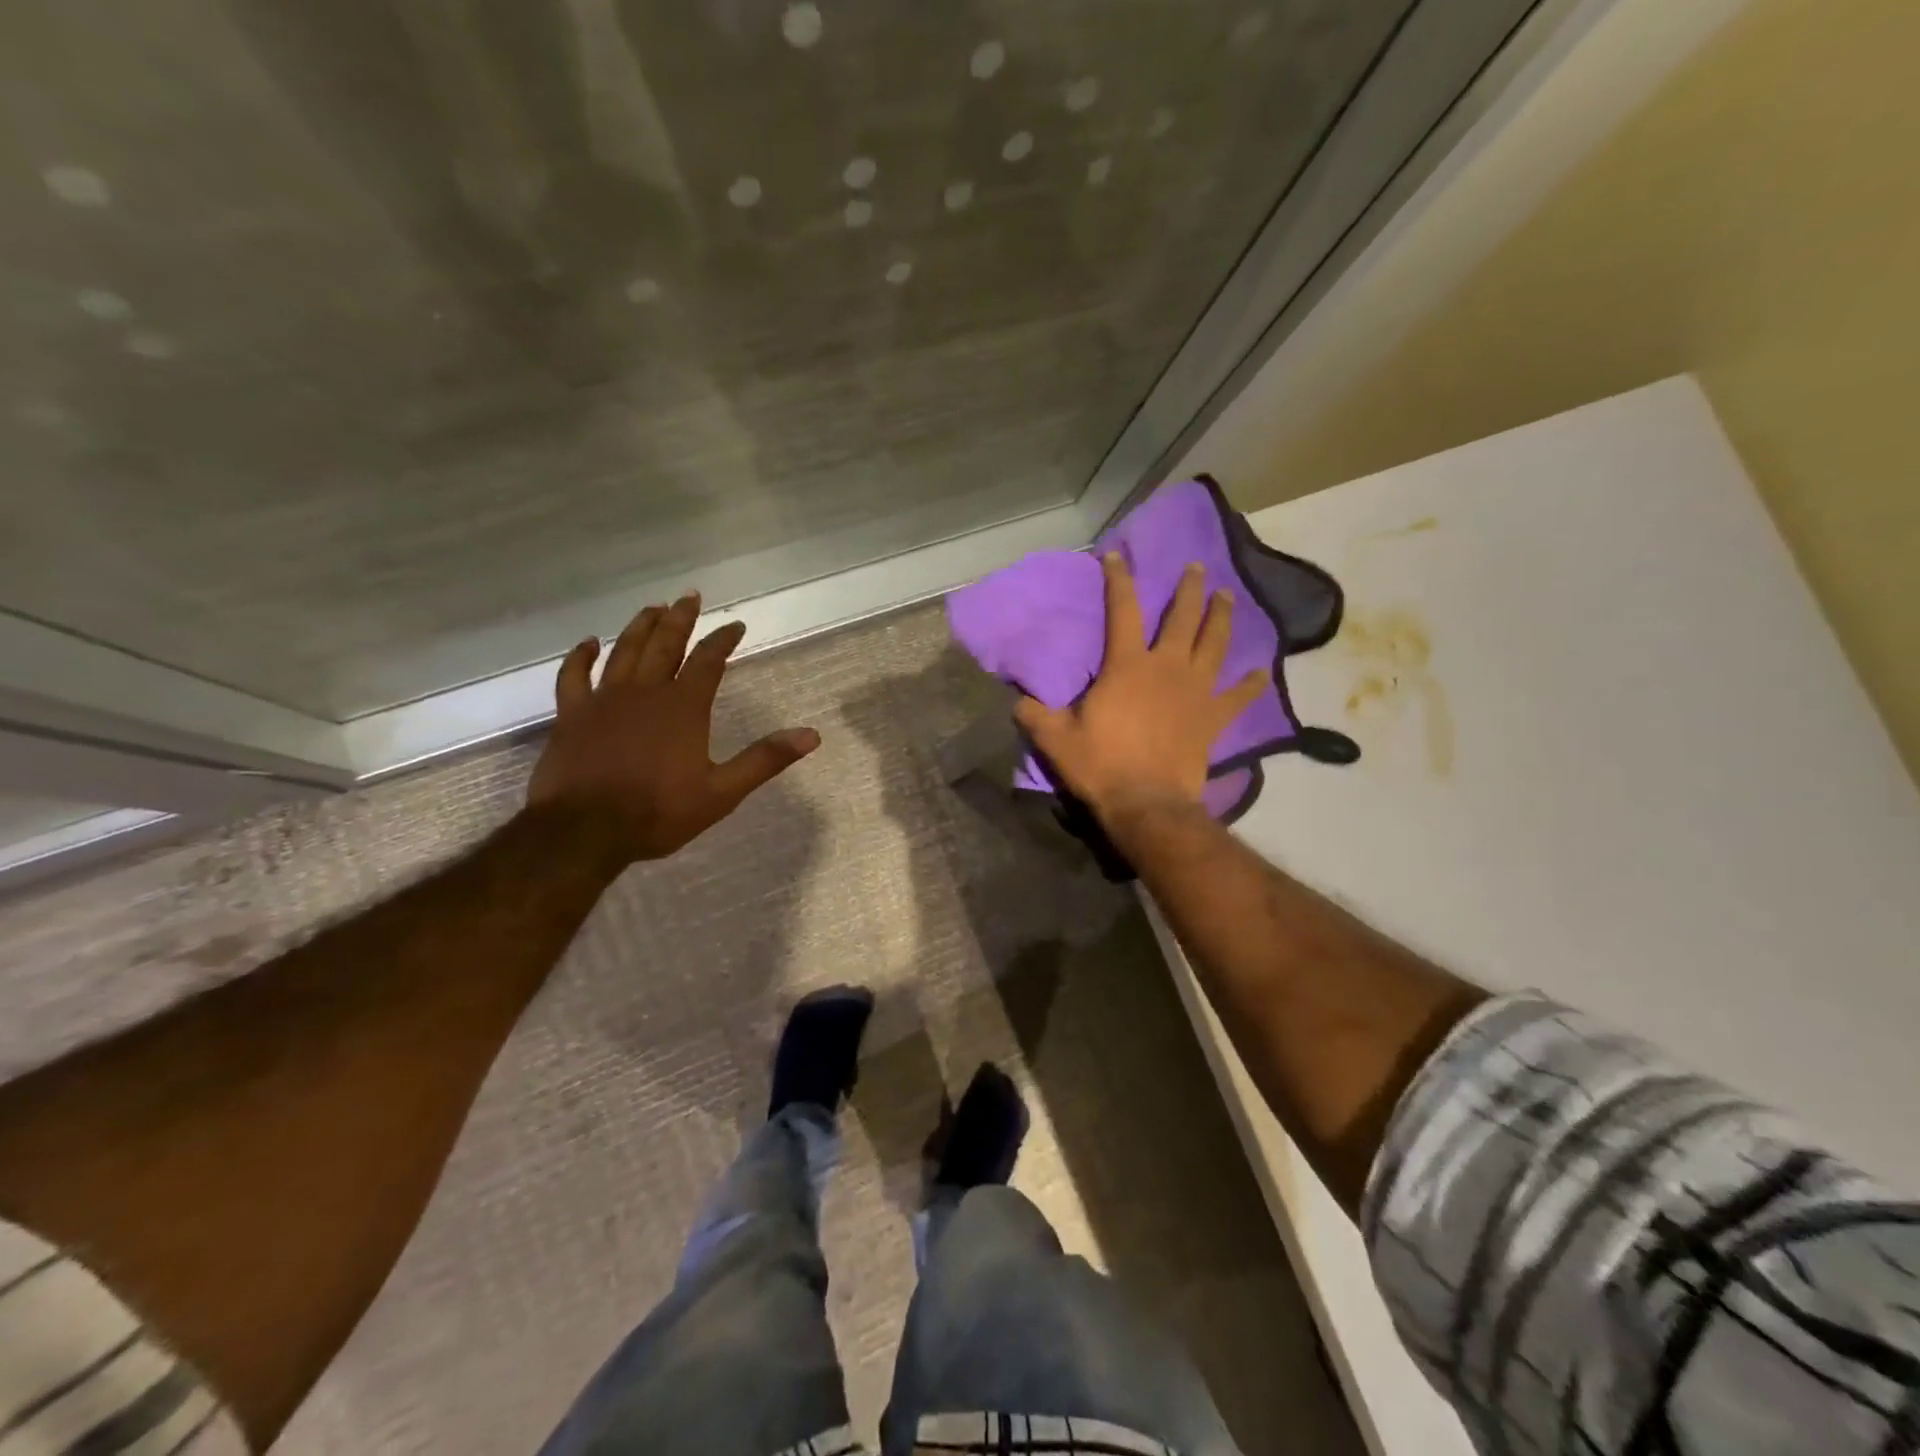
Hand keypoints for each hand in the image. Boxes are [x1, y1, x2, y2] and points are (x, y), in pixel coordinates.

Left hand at [526, 593, 820, 864]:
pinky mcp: (572, 714)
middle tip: (690, 596)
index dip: (723, 640)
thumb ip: (765, 759)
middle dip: (680, 619)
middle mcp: (645, 692)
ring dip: (640, 627)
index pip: (709, 661)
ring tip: (653, 608)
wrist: (585, 831)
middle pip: (665, 644)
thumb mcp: (722, 792)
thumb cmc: (658, 812)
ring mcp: (604, 700)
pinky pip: (574, 676)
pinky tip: (589, 643)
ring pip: (624, 651)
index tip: (736, 626)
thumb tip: (811, 735)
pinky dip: (580, 657)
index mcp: (683, 707)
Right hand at [1015, 554, 1265, 823]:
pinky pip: (1238, 697)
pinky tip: (1260, 673)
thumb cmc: (1100, 765)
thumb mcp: (1055, 739)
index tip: (1117, 555)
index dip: (1118, 580)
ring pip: (1214, 645)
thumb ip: (1034, 714)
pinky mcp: (1213, 719)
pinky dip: (1250, 685)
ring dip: (1221, 618)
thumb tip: (1015, 699)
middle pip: (1182, 618)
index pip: (1122, 610)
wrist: (1146, 803)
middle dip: (1188, 589)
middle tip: (1197, 566)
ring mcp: (1196, 691)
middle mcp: (1166, 668)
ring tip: (1227, 596)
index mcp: (1127, 666)